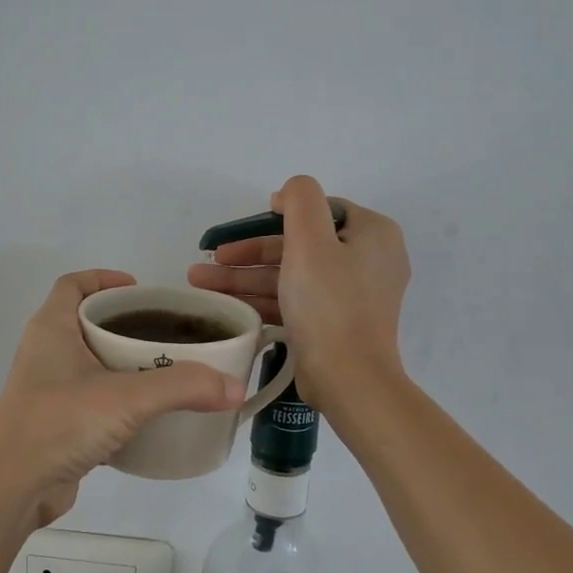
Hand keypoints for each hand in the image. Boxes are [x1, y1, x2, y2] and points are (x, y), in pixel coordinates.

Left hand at [0, 270, 244, 522]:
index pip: (73, 284)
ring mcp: (48, 389)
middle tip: (168, 332)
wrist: (10, 489)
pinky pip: (92, 398)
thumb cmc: (59, 423)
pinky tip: (148, 413)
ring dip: (124, 362)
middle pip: (86, 321)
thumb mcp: (127, 397)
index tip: (141, 290)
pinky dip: (118, 398)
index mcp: (52, 328)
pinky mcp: (56, 423)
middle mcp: (46, 352)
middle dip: (126, 322)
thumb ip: (183, 387)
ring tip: (167, 369)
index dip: (105, 279)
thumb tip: (235, 387)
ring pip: (91, 362)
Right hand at [188, 175, 410, 414]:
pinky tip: (225, 304)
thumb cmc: (329, 304)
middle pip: (299, 244)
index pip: (321, 210)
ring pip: (291, 275)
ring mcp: (351, 295)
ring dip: (245, 277)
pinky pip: (294, 300)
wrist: (349, 379)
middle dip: (249, 253)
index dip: (281, 212)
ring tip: (200, 283)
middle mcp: (368, 260)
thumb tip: (288, 193)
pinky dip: (262, 299)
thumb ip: (300, 201)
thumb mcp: (310, 240)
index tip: (245, 225)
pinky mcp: (335, 323)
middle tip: (210, 258)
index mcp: (372, 234)